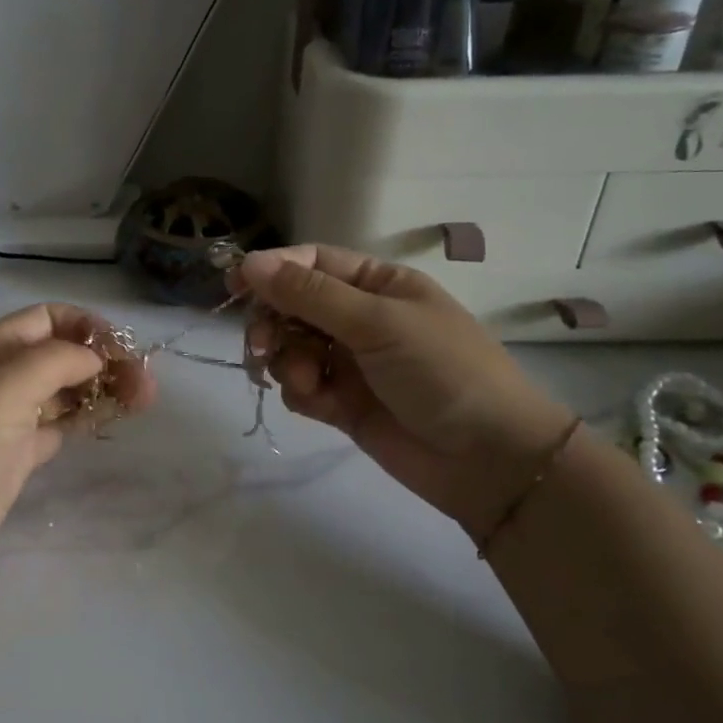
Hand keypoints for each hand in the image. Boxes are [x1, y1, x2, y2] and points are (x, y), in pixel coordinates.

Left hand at [0, 303, 154, 610]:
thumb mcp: (2, 389)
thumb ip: (54, 361)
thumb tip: (94, 359)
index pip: (46, 319)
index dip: (87, 327)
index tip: (124, 351)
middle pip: (60, 354)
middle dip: (103, 360)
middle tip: (147, 387)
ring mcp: (5, 421)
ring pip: (63, 391)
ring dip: (101, 389)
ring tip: (143, 402)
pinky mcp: (14, 459)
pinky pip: (58, 426)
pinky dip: (85, 419)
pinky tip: (110, 422)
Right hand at [236, 245, 572, 537]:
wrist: (488, 460)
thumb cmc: (442, 371)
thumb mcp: (377, 322)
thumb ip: (310, 295)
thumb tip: (249, 262)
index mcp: (377, 284)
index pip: (311, 263)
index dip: (271, 269)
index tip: (233, 283)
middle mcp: (359, 318)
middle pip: (291, 306)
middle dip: (272, 322)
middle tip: (261, 344)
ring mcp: (350, 362)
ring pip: (290, 348)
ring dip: (286, 361)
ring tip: (307, 380)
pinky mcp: (343, 403)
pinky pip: (301, 386)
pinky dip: (300, 391)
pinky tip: (317, 402)